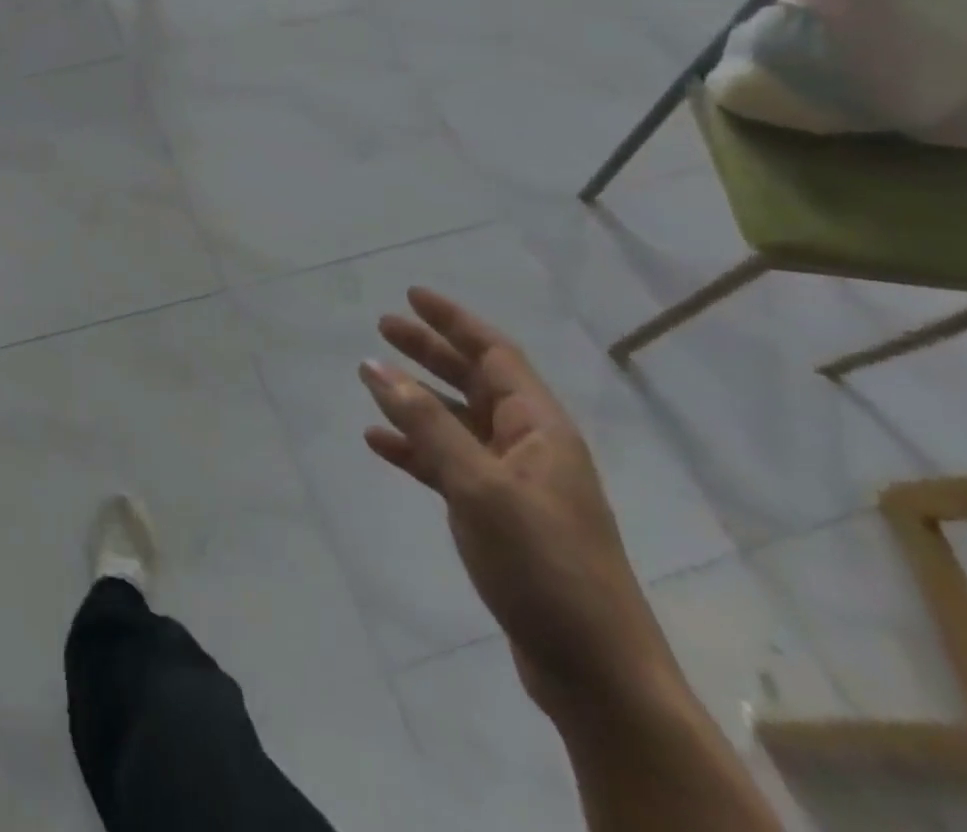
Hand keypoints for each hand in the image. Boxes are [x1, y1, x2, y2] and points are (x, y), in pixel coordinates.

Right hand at [359, 288, 672, 721]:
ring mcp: (513, 482)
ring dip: (416, 399)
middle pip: (473, 381)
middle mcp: (529, 445)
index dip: (454, 321)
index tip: (411, 295)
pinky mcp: (498, 517)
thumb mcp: (479, 486)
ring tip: (371, 378)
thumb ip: (426, 424)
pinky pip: (448, 465)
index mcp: (540, 427)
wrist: (595, 672)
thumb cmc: (545, 565)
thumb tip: (376, 366)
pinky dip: (415, 449)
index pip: (494, 354)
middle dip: (430, 351)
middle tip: (383, 327)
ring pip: (457, 422)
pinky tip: (379, 443)